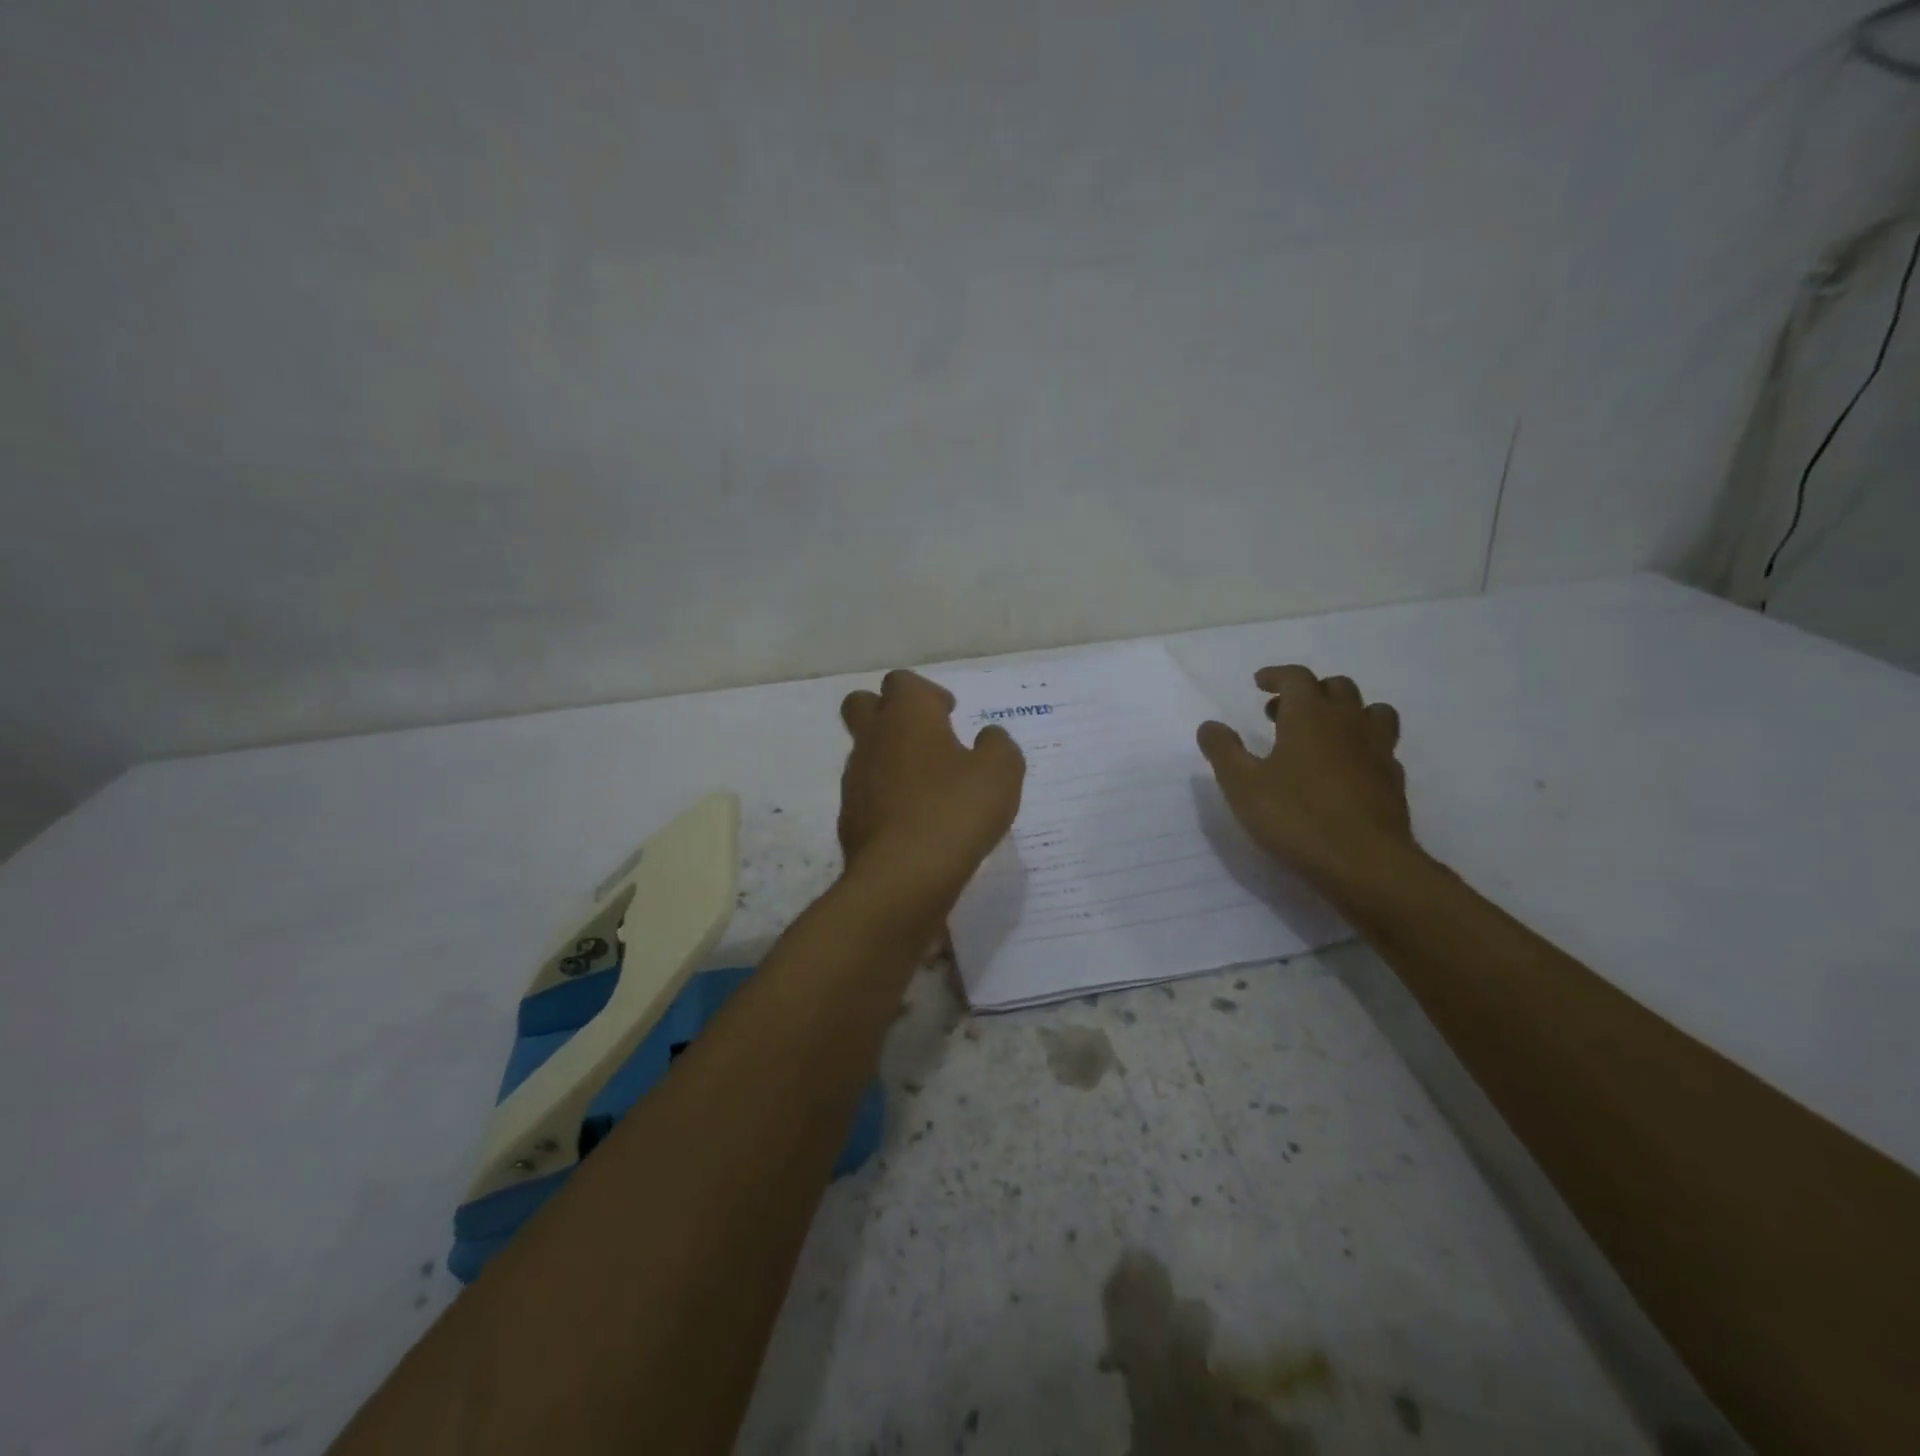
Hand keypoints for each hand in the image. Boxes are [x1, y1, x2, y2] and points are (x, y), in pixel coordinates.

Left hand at [838, 670, 1025, 902]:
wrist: (903, 877)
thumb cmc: (955, 811)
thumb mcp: (1001, 773)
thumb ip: (998, 746)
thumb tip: (988, 738)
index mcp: (906, 716)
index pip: (902, 682)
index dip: (926, 693)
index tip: (949, 714)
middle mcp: (873, 739)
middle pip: (863, 705)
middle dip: (889, 713)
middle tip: (926, 738)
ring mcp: (856, 779)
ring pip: (866, 752)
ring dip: (891, 759)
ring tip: (929, 787)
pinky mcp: (850, 818)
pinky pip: (867, 793)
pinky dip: (887, 797)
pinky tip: (916, 821)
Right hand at [1196, 666, 1414, 897]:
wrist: (1365, 863)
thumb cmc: (1296, 817)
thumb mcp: (1242, 785)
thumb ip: (1223, 750)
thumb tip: (1209, 725)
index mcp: (1310, 716)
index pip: (1297, 678)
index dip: (1277, 676)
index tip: (1259, 683)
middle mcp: (1348, 723)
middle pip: (1337, 687)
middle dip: (1309, 691)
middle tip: (1282, 712)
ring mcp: (1378, 751)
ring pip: (1371, 712)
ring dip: (1346, 712)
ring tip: (1324, 732)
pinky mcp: (1393, 781)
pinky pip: (1382, 747)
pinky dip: (1362, 746)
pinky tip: (1346, 768)